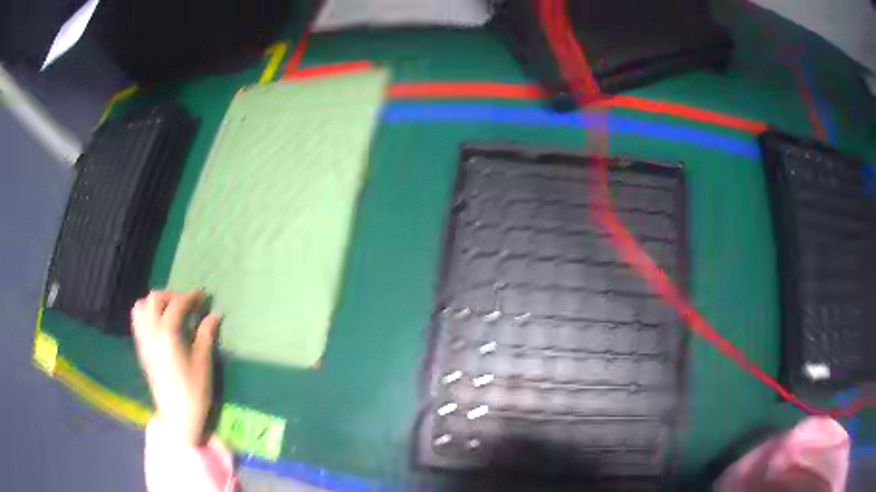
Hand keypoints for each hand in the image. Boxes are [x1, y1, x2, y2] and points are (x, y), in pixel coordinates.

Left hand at [131, 290, 220, 445]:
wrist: (177, 416)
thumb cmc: (193, 391)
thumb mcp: (203, 363)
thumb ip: (206, 334)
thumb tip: (214, 314)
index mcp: (167, 335)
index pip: (176, 305)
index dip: (190, 297)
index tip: (203, 296)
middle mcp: (151, 332)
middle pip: (155, 299)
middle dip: (171, 296)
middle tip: (187, 303)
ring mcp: (143, 340)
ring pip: (141, 306)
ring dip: (155, 302)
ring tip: (170, 310)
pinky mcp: (141, 349)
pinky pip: (137, 320)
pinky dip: (146, 313)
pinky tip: (159, 324)